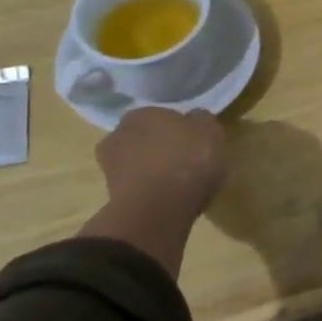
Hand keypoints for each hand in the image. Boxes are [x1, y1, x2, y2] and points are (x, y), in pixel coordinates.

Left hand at [80, 108, 227, 278]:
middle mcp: (119, 133)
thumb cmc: (188, 161)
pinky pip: (137, 186)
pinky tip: (167, 200)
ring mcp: (110, 166)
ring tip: (177, 185)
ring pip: (138, 163)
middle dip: (161, 148)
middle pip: (146, 138)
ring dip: (152, 170)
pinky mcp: (110, 195)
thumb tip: (195, 118)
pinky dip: (149, 191)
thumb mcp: (211, 132)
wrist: (158, 209)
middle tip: (186, 162)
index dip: (180, 128)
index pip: (163, 115)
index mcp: (143, 112)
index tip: (195, 142)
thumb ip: (202, 120)